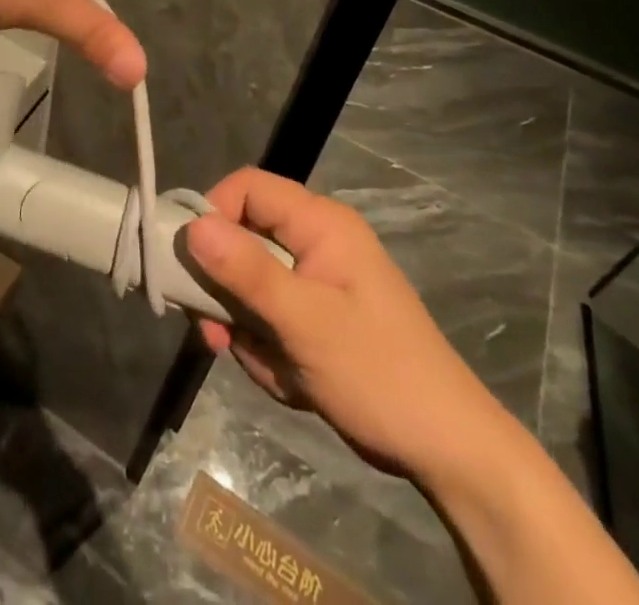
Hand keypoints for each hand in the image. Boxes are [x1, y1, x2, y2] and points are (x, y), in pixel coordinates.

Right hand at [185, 168, 513, 482]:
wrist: (447, 450)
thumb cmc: (379, 374)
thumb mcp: (306, 322)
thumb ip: (247, 271)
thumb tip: (192, 225)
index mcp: (320, 224)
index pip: (248, 188)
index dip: (213, 213)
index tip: (191, 262)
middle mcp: (315, 241)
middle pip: (242, 239)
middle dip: (226, 291)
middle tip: (217, 335)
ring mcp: (315, 281)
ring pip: (249, 285)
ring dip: (247, 329)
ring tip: (271, 368)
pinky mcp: (315, 316)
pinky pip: (267, 317)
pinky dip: (267, 349)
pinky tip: (291, 382)